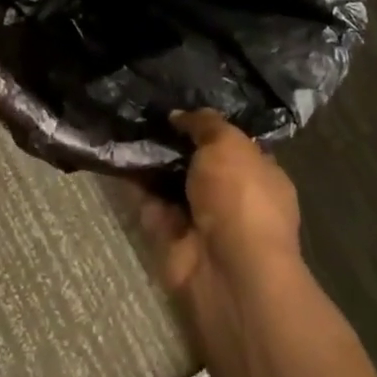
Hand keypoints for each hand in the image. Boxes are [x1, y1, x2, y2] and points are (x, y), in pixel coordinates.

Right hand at [140, 110, 302, 312]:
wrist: (228, 271)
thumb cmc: (241, 198)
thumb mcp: (228, 144)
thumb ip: (204, 124)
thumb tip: (180, 116)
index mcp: (260, 176)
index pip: (234, 145)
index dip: (208, 126)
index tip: (178, 105)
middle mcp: (232, 198)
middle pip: (198, 163)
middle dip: (173, 142)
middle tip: (143, 112)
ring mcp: (201, 221)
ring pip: (170, 184)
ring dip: (150, 162)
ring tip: (123, 125)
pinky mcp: (171, 238)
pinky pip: (149, 204)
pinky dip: (134, 185)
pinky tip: (116, 156)